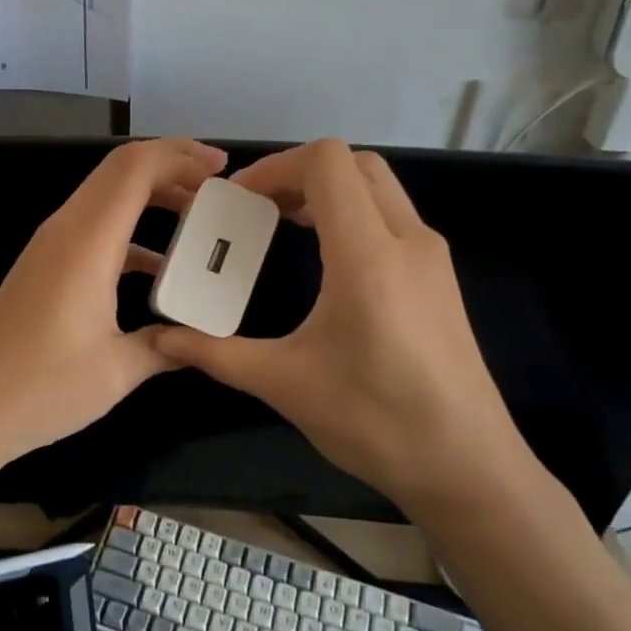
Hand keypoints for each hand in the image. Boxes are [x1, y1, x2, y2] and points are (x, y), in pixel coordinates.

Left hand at [0, 139, 228, 499]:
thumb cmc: (41, 388)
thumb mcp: (117, 370)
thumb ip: (167, 345)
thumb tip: (198, 340)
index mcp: (87, 240)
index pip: (135, 168)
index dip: (180, 156)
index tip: (222, 169)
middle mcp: (66, 228)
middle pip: (121, 169)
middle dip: (172, 166)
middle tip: (218, 186)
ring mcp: (52, 244)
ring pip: (107, 195)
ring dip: (152, 195)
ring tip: (197, 217)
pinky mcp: (45, 264)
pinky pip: (96, 226)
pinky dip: (132, 229)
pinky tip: (160, 267)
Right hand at [152, 139, 532, 512]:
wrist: (468, 468)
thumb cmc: (376, 422)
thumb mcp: (285, 384)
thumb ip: (217, 354)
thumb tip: (162, 341)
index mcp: (368, 255)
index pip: (326, 162)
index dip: (276, 166)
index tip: (240, 199)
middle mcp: (407, 240)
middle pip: (354, 163)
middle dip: (300, 172)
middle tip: (259, 206)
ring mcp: (431, 256)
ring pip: (377, 186)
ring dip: (329, 190)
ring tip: (284, 222)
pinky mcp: (440, 277)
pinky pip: (392, 216)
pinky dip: (353, 212)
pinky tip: (326, 256)